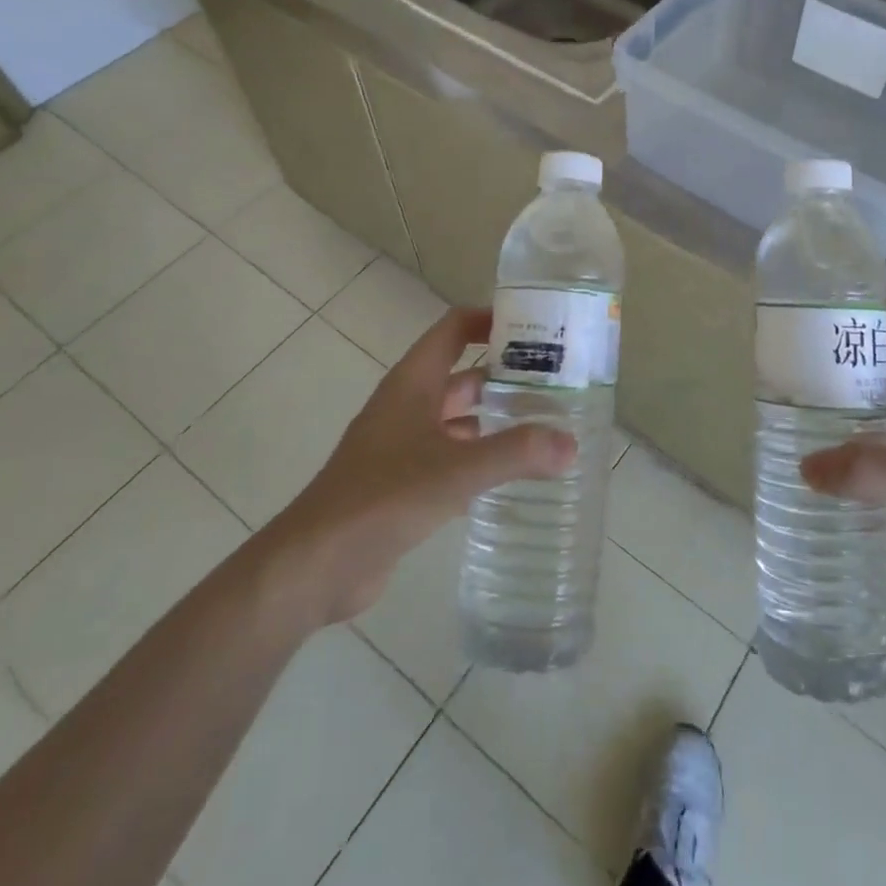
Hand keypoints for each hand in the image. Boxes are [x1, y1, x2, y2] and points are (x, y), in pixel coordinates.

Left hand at [260, 306, 576, 627]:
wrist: (315, 565)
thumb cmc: (382, 497)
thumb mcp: (455, 470)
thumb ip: (515, 453)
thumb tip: (571, 444)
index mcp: (413, 383)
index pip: (454, 329)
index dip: (490, 320)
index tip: (535, 326)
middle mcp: (408, 405)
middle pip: (463, 375)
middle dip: (506, 375)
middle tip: (557, 382)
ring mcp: (403, 445)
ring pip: (459, 419)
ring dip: (496, 419)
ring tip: (546, 426)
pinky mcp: (403, 483)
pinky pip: (451, 457)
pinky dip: (480, 457)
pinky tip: (514, 473)